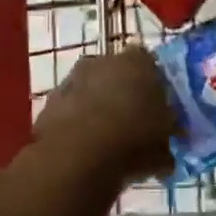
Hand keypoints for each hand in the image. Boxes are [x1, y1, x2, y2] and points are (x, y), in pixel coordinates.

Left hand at [33, 46, 177, 182]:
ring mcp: (73, 78)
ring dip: (97, 108)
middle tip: (132, 124)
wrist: (77, 155)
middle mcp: (105, 60)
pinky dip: (76, 122)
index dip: (154, 88)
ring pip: (91, 89)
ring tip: (106, 141)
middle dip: (124, 94)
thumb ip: (165, 142)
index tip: (158, 110)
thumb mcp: (164, 147)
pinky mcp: (50, 100)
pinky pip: (70, 108)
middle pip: (118, 74)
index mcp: (139, 62)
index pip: (151, 65)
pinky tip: (83, 148)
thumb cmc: (132, 141)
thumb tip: (165, 150)